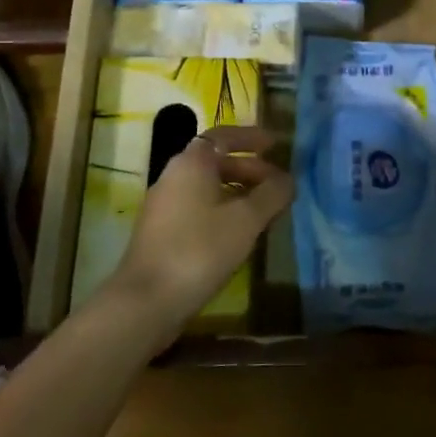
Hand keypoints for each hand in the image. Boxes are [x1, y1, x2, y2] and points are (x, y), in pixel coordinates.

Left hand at [109, 125, 293, 331]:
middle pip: (216, 161)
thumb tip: (288, 180)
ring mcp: (165, 205)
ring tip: (266, 209)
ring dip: (238, 191)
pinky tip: (240, 233)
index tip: (276, 144)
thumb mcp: (246, 220)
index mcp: (192, 163)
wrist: (147, 300)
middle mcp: (174, 175)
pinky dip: (223, 210)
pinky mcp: (162, 231)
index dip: (251, 138)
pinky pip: (199, 207)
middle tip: (278, 184)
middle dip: (250, 168)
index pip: (224, 136)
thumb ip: (272, 195)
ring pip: (208, 186)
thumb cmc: (200, 249)